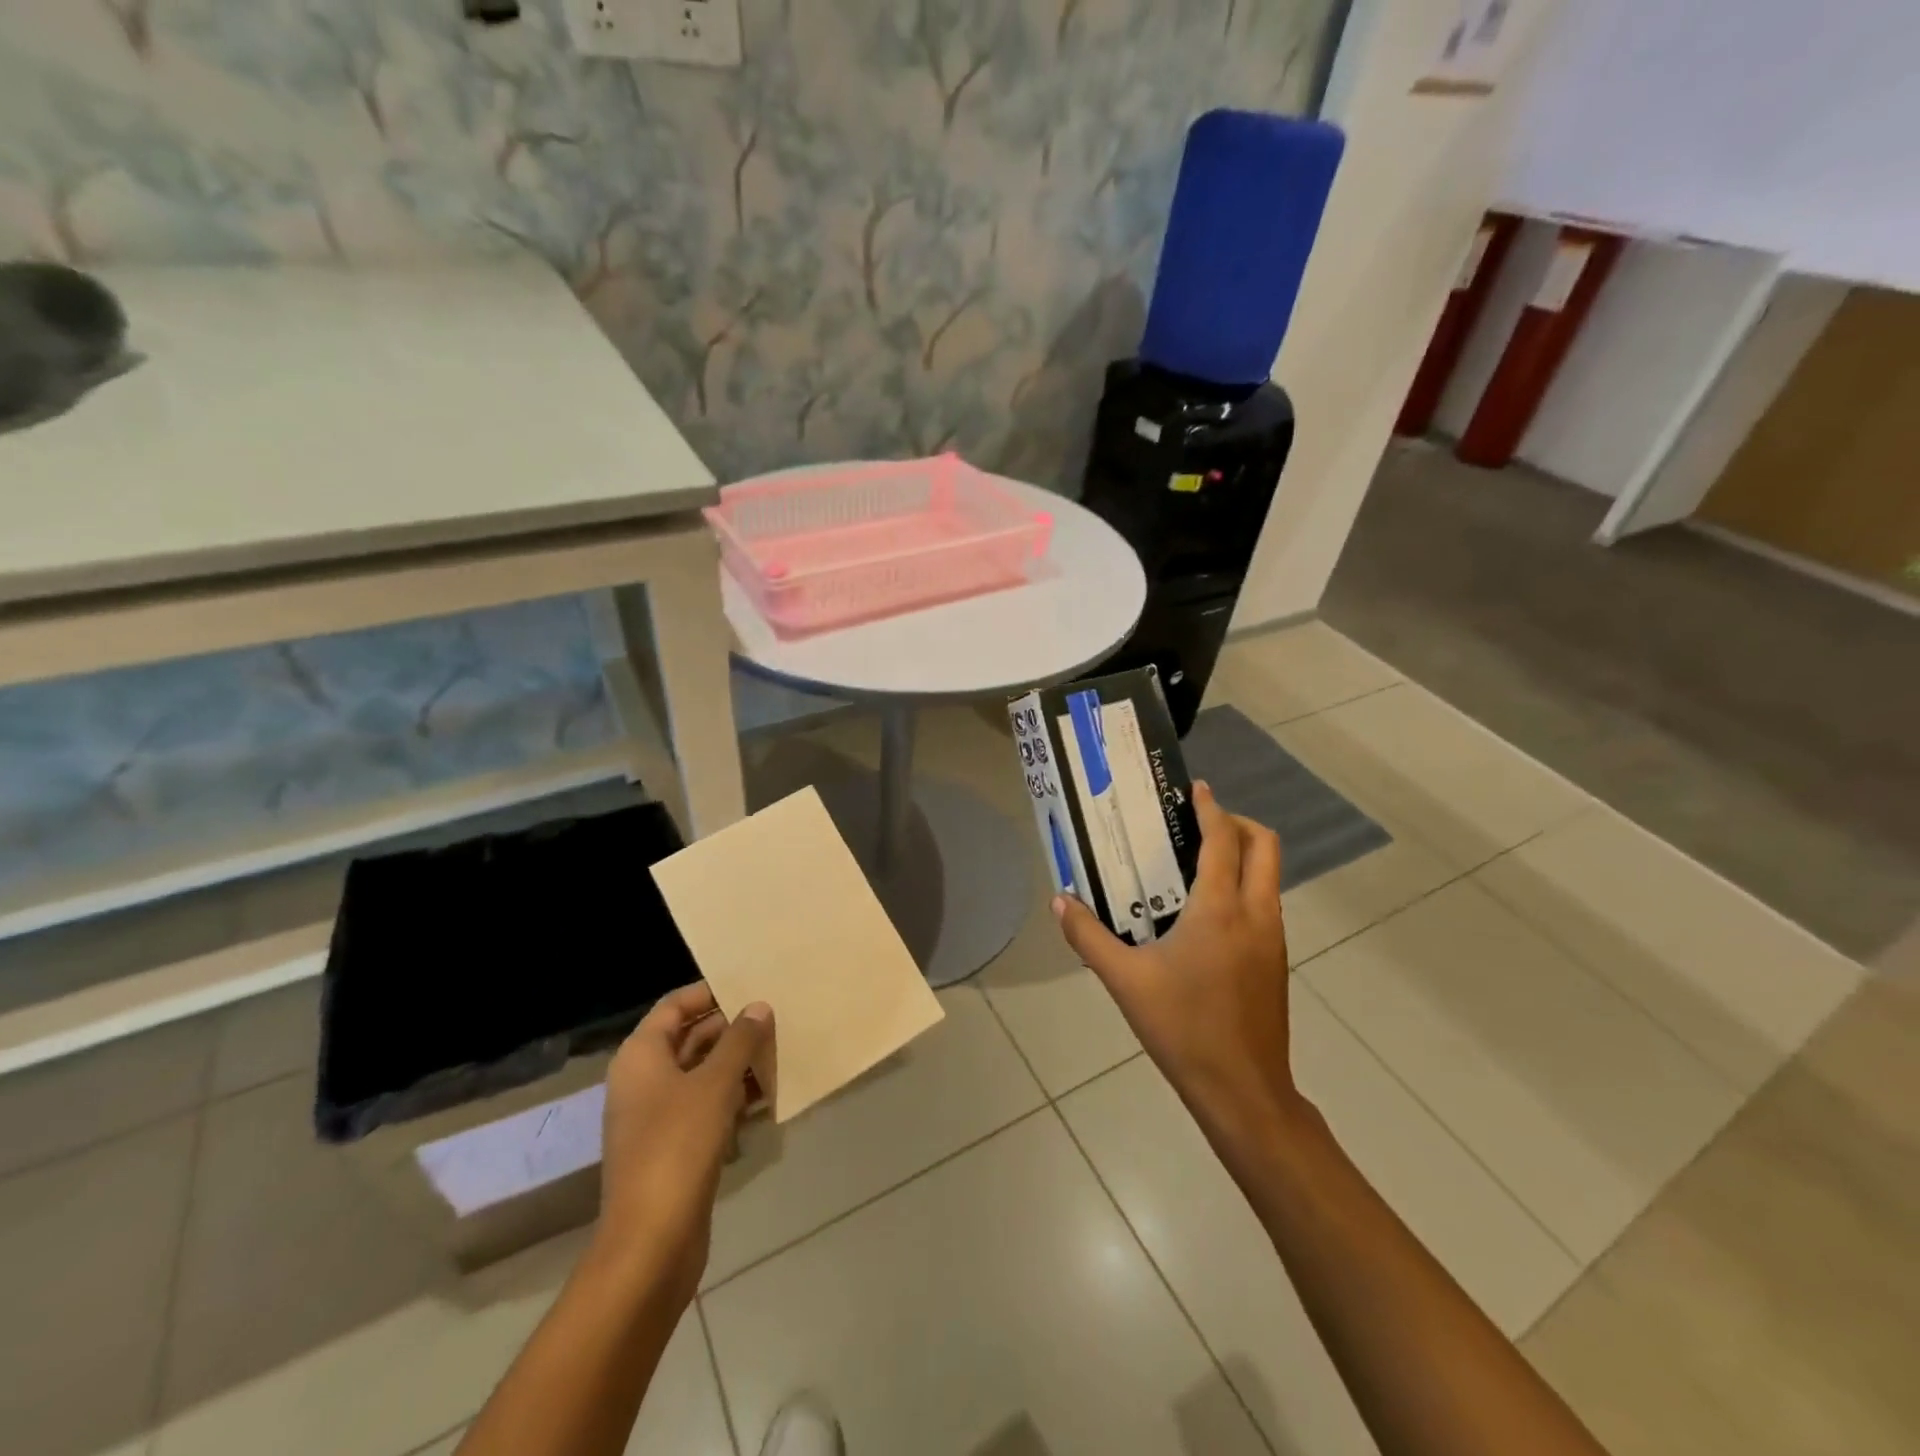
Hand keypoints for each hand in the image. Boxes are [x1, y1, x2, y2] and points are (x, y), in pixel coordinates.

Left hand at [594, 983, 771, 1308]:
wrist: (651, 1242)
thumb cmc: (678, 1146)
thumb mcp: (715, 1084)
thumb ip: (739, 1040)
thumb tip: (758, 1006)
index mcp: (641, 1056)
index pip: (675, 1006)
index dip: (710, 991)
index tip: (751, 985)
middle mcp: (644, 1080)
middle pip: (690, 1038)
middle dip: (732, 1029)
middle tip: (776, 1018)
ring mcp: (657, 1116)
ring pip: (702, 1074)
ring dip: (738, 1064)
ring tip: (780, 1052)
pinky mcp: (674, 1147)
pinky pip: (706, 1107)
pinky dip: (734, 1097)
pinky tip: (768, 1097)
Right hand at [1054, 782, 1302, 1164]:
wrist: (1243, 1090)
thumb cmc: (1182, 1028)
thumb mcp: (1124, 981)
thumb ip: (1088, 936)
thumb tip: (1060, 900)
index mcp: (1220, 910)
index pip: (1223, 840)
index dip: (1210, 808)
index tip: (1194, 788)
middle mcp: (1256, 914)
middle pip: (1264, 846)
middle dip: (1237, 823)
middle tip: (1198, 823)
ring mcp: (1273, 938)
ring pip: (1269, 875)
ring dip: (1242, 855)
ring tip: (1196, 862)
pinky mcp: (1277, 961)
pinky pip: (1266, 903)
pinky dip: (1243, 885)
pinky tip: (1207, 912)